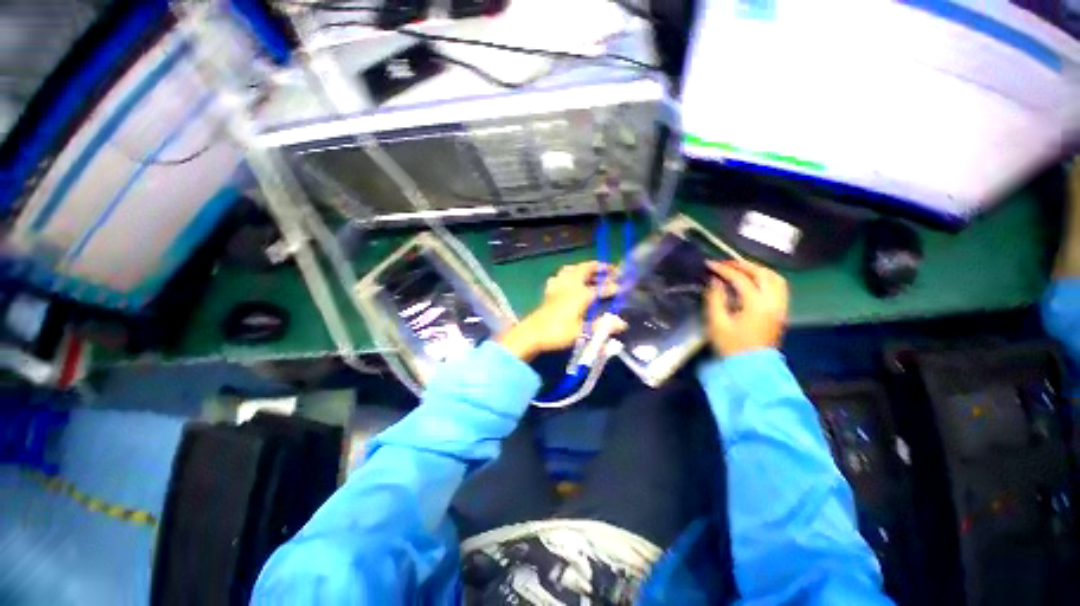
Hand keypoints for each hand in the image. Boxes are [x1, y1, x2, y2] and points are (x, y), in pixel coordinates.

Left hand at [498, 261, 621, 361]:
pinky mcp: (550, 291)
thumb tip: (621, 323)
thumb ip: (602, 326)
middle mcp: (570, 285)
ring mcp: (558, 286)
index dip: (613, 287)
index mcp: (580, 294)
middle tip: (612, 270)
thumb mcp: (582, 331)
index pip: (601, 287)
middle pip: (586, 269)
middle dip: (600, 267)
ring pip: (572, 269)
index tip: (623, 287)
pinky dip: (567, 275)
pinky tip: (569, 281)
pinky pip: (559, 277)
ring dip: (584, 268)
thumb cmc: (558, 332)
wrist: (533, 333)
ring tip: (592, 273)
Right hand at [704, 260, 788, 356]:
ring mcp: (780, 307)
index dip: (724, 269)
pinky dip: (766, 278)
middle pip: (763, 273)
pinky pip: (779, 287)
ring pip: (775, 278)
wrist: (751, 368)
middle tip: (725, 263)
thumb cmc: (731, 346)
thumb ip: (715, 299)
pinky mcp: (781, 312)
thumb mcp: (717, 323)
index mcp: (756, 305)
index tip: (709, 264)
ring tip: (740, 268)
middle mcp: (773, 302)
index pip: (741, 279)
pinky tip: (754, 280)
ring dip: (757, 269)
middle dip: (742, 265)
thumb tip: (715, 281)